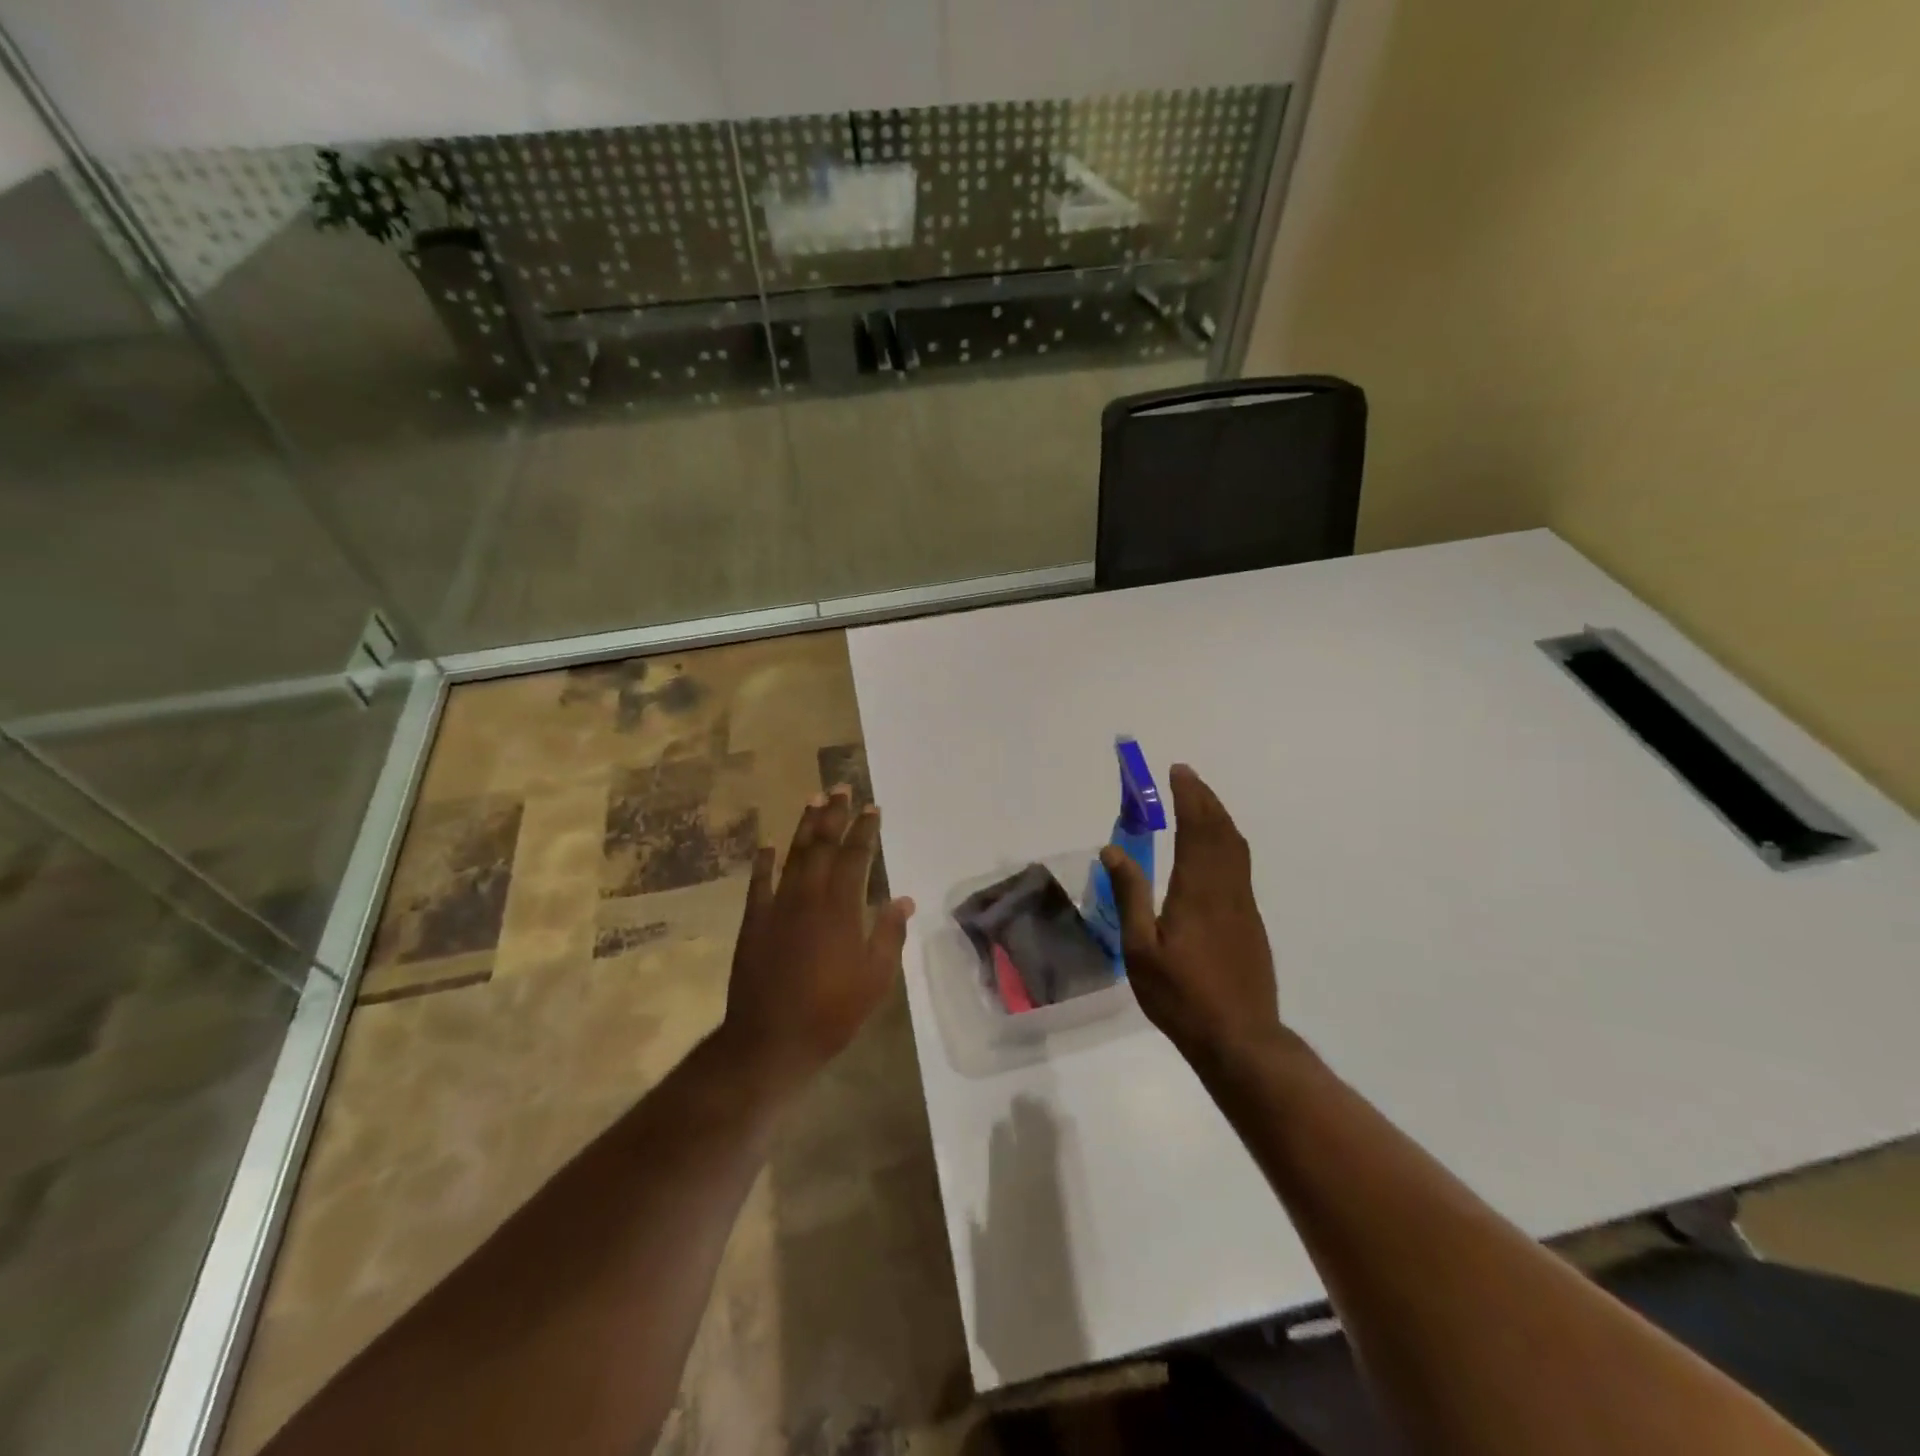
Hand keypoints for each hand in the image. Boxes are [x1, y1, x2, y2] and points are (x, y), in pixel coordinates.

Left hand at [719, 786, 915, 1091]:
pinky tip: (767, 845)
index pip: (855, 857)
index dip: (864, 830)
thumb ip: (889, 935)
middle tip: (840, 788)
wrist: (770, 1040)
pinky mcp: (754, 922)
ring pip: (792, 856)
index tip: (872, 808)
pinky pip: (759, 884)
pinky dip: (763, 862)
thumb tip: (904, 899)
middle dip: (833, 815)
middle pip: (822, 846)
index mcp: (841, 909)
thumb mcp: (875, 979)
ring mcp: (777, 908)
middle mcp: (809, 897)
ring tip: (813, 800)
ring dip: (804, 827)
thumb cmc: (831, 1012)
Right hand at [1101, 763, 1280, 1065]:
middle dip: (1205, 799)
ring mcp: (1244, 906)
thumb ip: (1130, 895)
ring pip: (1236, 848)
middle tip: (1186, 777)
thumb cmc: (1182, 996)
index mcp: (1198, 890)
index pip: (1196, 828)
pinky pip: (1240, 866)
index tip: (1177, 771)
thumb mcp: (1141, 949)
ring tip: (1200, 803)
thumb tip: (1113, 850)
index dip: (1189, 796)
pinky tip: (1214, 851)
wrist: (1240, 1039)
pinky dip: (1226, 842)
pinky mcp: (1251, 923)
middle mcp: (1226, 889)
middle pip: (1221, 831)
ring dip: (1219, 818)